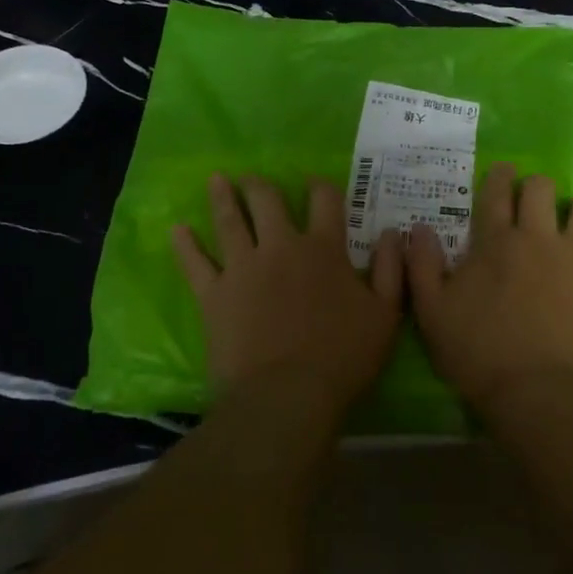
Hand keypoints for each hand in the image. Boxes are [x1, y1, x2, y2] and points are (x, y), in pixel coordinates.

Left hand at [172, 173, 404, 416]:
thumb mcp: (385, 314)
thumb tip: (395, 232)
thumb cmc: (342, 356)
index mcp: (323, 249)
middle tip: (251, 177)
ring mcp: (242, 268)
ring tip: (216, 179)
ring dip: (222, 198)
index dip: (320, 187)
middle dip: (260, 186)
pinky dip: (185, 245)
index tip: (315, 182)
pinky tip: (177, 229)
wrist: (286, 396)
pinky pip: (195, 263)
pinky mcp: (214, 295)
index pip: (324, 202)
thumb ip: (390, 269)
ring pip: (229, 222)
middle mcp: (280, 247)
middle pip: (268, 202)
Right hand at [407, 163, 572, 414]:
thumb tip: (418, 229)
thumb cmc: (476, 352)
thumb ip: (422, 265)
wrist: (531, 393)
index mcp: (497, 241)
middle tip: (532, 207)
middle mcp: (540, 238)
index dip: (499, 176)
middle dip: (537, 189)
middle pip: (543, 188)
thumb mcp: (431, 311)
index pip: (497, 191)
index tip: (503, 172)